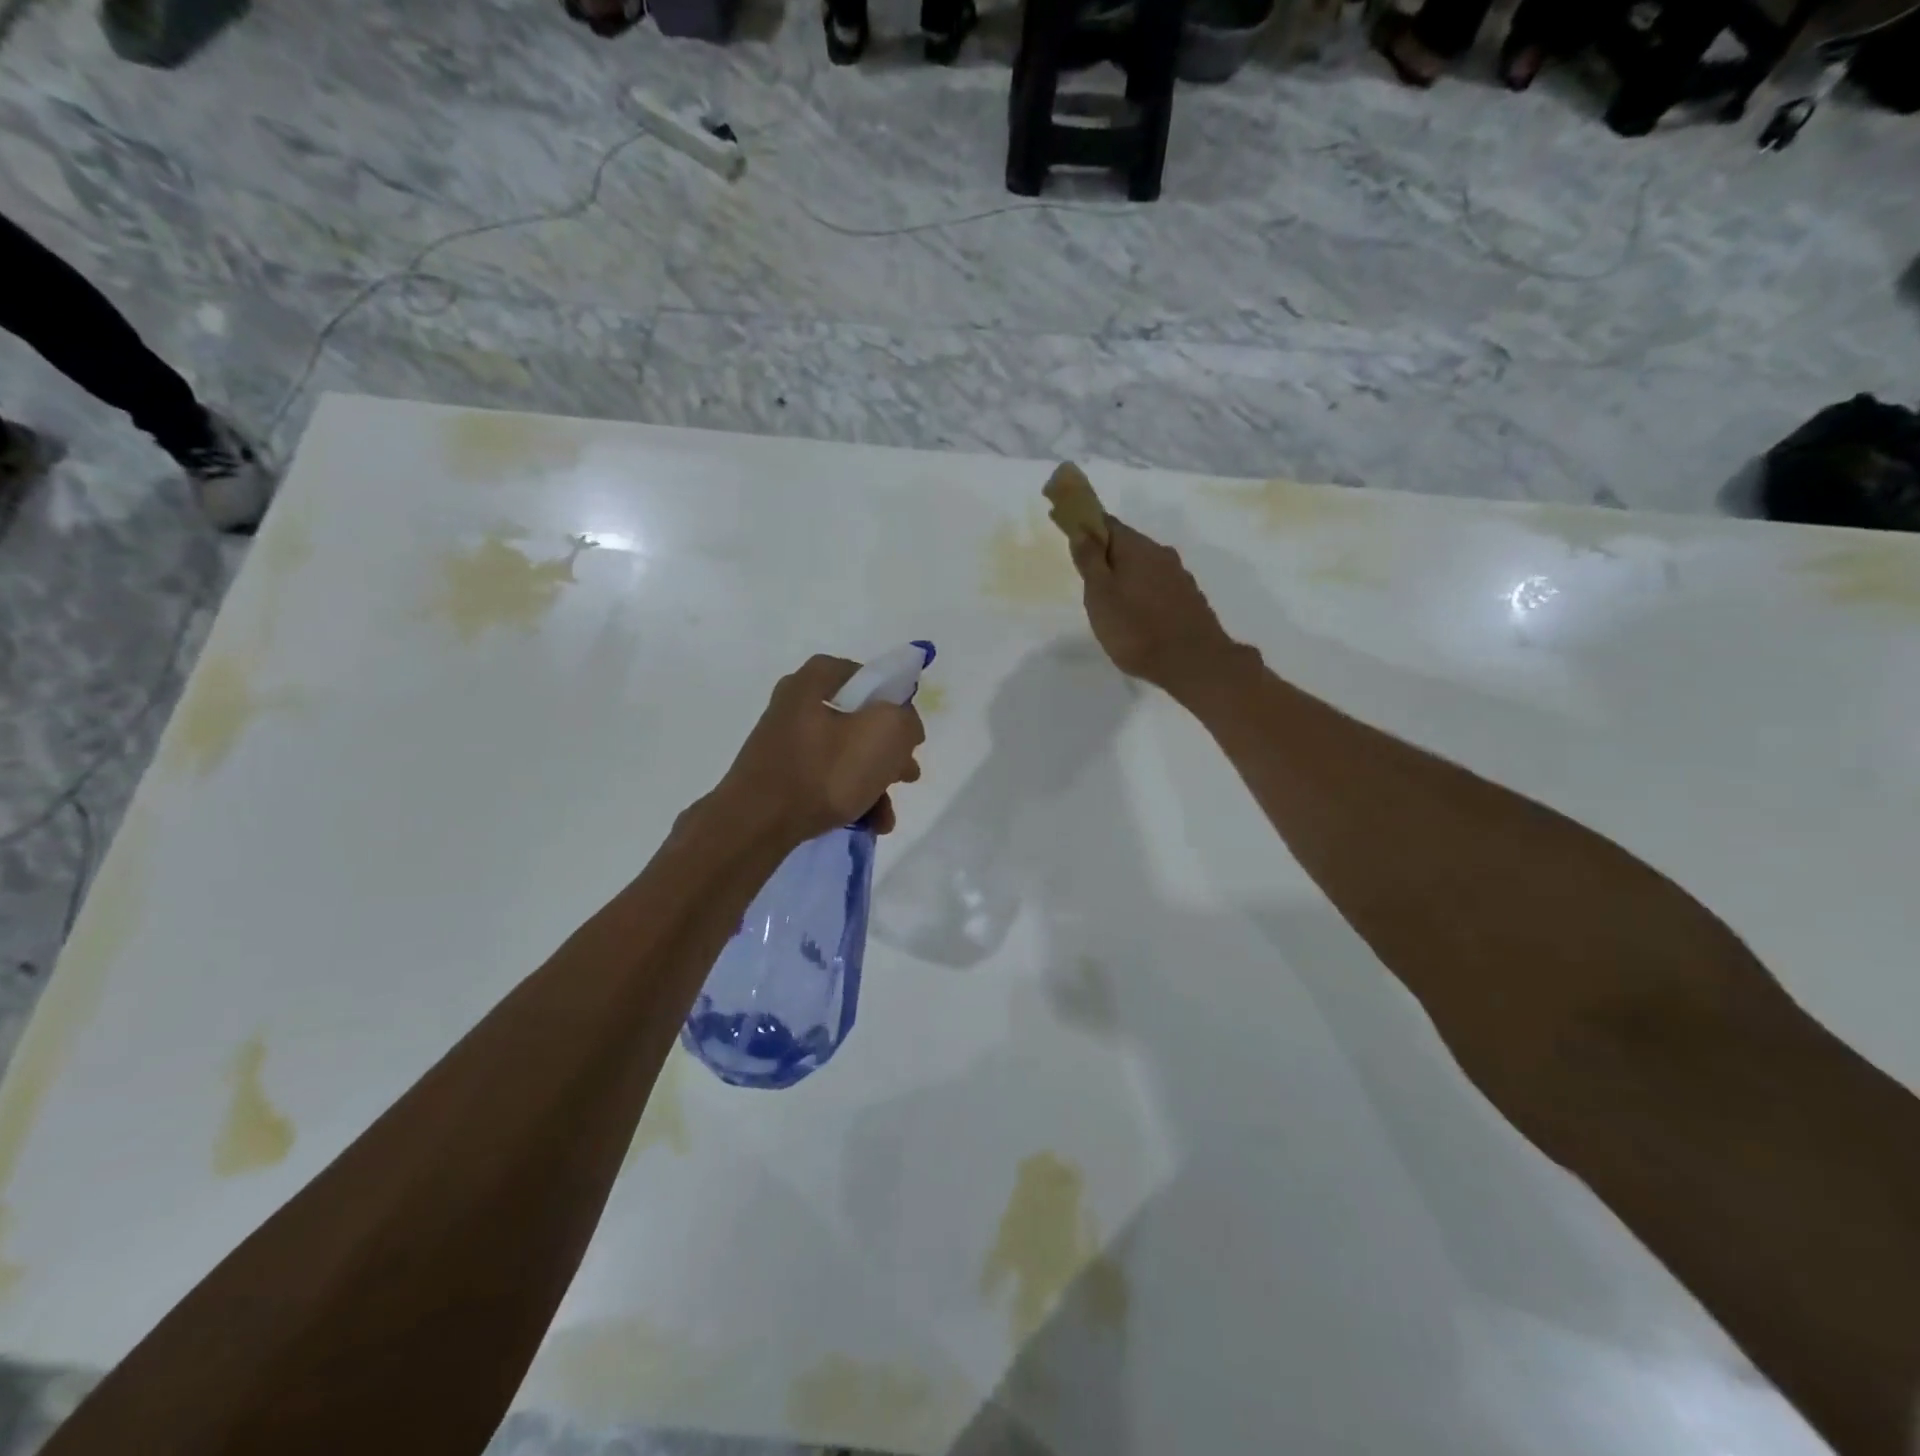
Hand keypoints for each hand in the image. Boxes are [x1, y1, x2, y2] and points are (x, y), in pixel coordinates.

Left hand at [718, 655, 925, 845]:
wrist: (756, 823)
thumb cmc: (823, 771)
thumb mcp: (884, 734)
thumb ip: (906, 720)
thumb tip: (904, 728)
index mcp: (816, 679)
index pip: (872, 678)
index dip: (898, 705)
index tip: (911, 737)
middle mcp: (797, 701)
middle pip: (861, 720)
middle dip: (890, 753)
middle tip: (907, 777)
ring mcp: (786, 739)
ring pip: (846, 753)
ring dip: (874, 783)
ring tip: (887, 816)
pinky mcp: (780, 773)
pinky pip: (826, 777)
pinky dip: (849, 795)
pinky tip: (867, 823)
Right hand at [1068, 518, 1242, 695]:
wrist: (1194, 662)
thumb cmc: (1136, 629)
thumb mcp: (1100, 596)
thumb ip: (1090, 562)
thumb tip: (1081, 531)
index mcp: (1136, 548)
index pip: (1106, 523)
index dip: (1087, 526)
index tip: (1072, 536)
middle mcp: (1161, 554)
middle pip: (1127, 545)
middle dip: (1107, 557)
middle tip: (1089, 583)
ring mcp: (1179, 576)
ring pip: (1145, 567)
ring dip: (1127, 577)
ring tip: (1112, 605)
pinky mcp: (1190, 599)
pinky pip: (1159, 586)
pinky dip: (1144, 594)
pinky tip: (1138, 616)